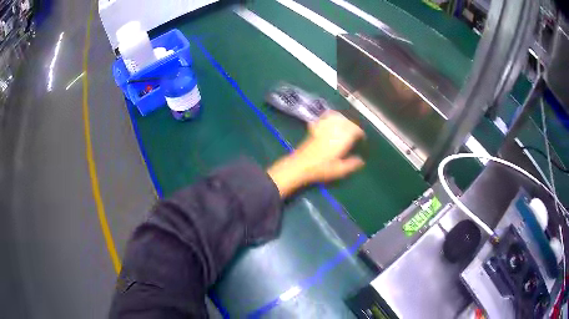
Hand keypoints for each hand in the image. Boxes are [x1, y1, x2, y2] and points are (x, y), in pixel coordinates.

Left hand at [267, 111, 364, 197]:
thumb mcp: (339, 171)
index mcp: (342, 140)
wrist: (300, 165)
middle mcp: (334, 130)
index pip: (355, 130)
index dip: (360, 133)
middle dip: (353, 126)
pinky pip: (325, 117)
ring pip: (337, 117)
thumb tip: (361, 161)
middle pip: (347, 121)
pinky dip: (331, 116)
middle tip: (356, 133)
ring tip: (347, 125)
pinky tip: (332, 119)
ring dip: (344, 119)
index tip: (362, 138)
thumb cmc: (320, 169)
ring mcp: (324, 128)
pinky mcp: (315, 128)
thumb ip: (352, 164)